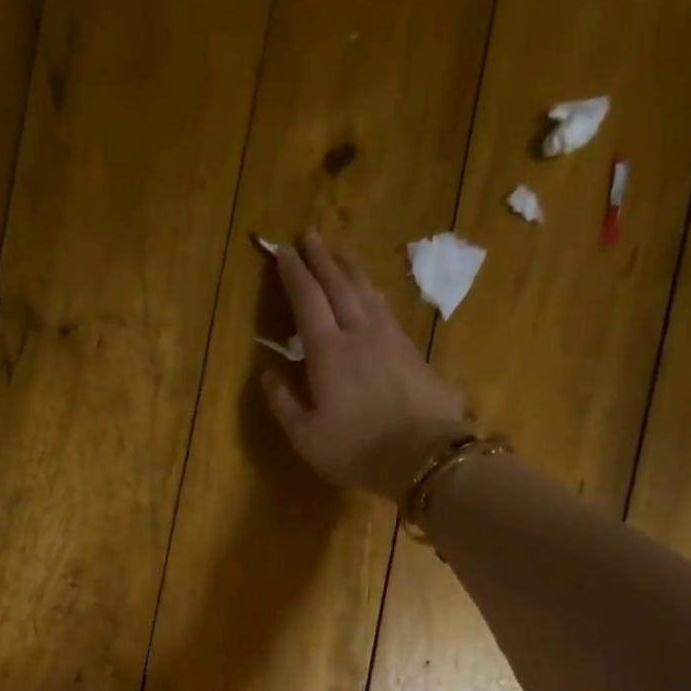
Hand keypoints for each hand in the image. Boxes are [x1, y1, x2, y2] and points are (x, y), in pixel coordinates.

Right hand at [261, 230, 468, 500]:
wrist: (423, 455)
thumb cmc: (356, 449)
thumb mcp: (307, 437)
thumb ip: (284, 404)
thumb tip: (268, 375)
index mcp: (328, 352)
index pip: (307, 301)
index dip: (294, 274)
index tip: (283, 250)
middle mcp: (359, 333)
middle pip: (340, 285)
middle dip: (322, 259)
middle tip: (311, 235)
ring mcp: (391, 340)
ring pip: (368, 292)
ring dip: (351, 268)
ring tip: (341, 252)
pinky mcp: (413, 352)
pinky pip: (387, 310)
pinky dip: (374, 293)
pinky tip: (373, 294)